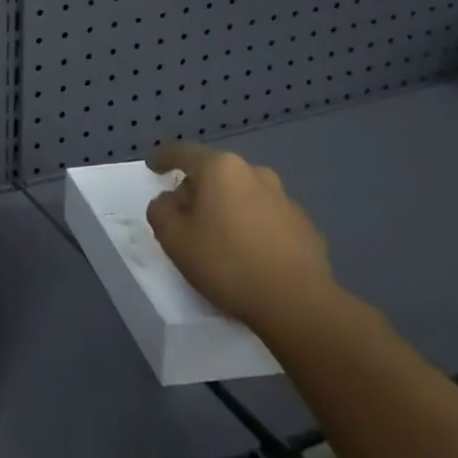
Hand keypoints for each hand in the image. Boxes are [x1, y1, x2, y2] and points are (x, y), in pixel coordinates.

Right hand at [145, 141, 332, 330]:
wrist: (298, 304)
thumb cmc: (226, 263)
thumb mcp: (173, 238)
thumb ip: (160, 210)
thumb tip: (171, 202)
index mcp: (220, 169)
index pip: (182, 152)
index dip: (163, 158)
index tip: (153, 168)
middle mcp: (255, 173)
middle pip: (215, 172)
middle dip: (197, 188)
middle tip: (184, 215)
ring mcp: (285, 199)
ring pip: (243, 194)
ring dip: (227, 206)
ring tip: (218, 237)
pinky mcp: (305, 226)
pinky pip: (267, 217)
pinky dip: (252, 226)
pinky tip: (249, 253)